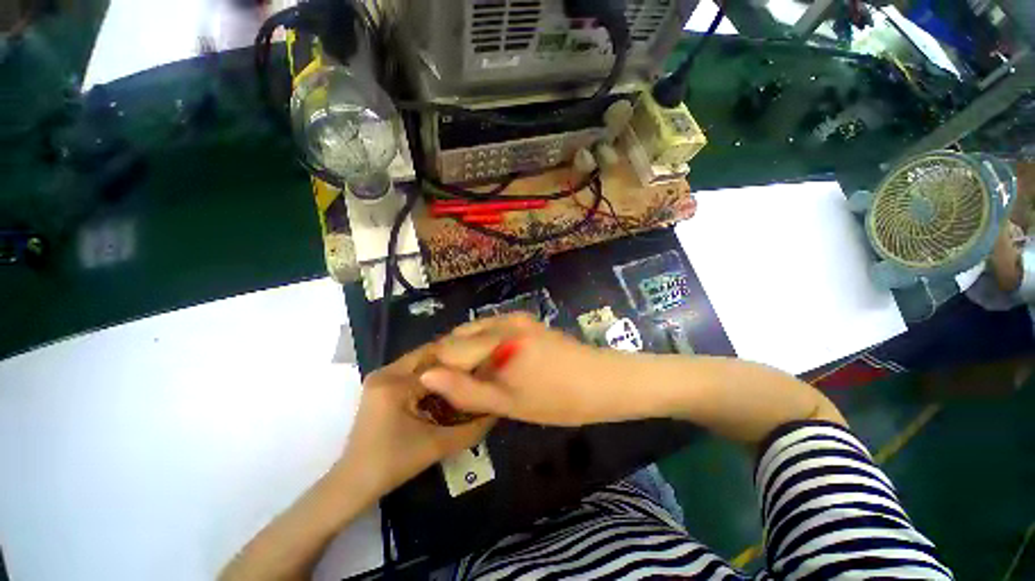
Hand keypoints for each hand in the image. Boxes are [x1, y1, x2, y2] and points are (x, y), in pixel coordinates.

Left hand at [338, 343, 494, 498]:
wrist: (353, 482)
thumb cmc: (393, 464)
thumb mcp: (436, 445)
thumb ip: (470, 429)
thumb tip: (495, 411)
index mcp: (395, 384)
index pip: (438, 363)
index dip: (463, 362)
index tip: (484, 364)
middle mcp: (385, 373)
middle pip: (427, 355)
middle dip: (453, 359)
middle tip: (477, 366)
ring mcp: (380, 377)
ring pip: (420, 361)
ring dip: (442, 365)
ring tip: (465, 373)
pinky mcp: (380, 384)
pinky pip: (411, 370)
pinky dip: (429, 374)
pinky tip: (445, 384)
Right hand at [418, 314, 632, 425]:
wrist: (603, 380)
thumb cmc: (558, 399)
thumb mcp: (508, 403)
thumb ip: (465, 390)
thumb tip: (426, 376)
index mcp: (498, 341)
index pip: (447, 348)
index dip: (437, 369)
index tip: (436, 390)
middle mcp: (503, 321)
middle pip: (458, 335)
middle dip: (450, 359)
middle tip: (455, 387)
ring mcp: (516, 317)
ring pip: (474, 331)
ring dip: (466, 352)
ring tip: (472, 379)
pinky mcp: (525, 320)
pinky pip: (491, 329)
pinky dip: (482, 345)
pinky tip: (492, 365)